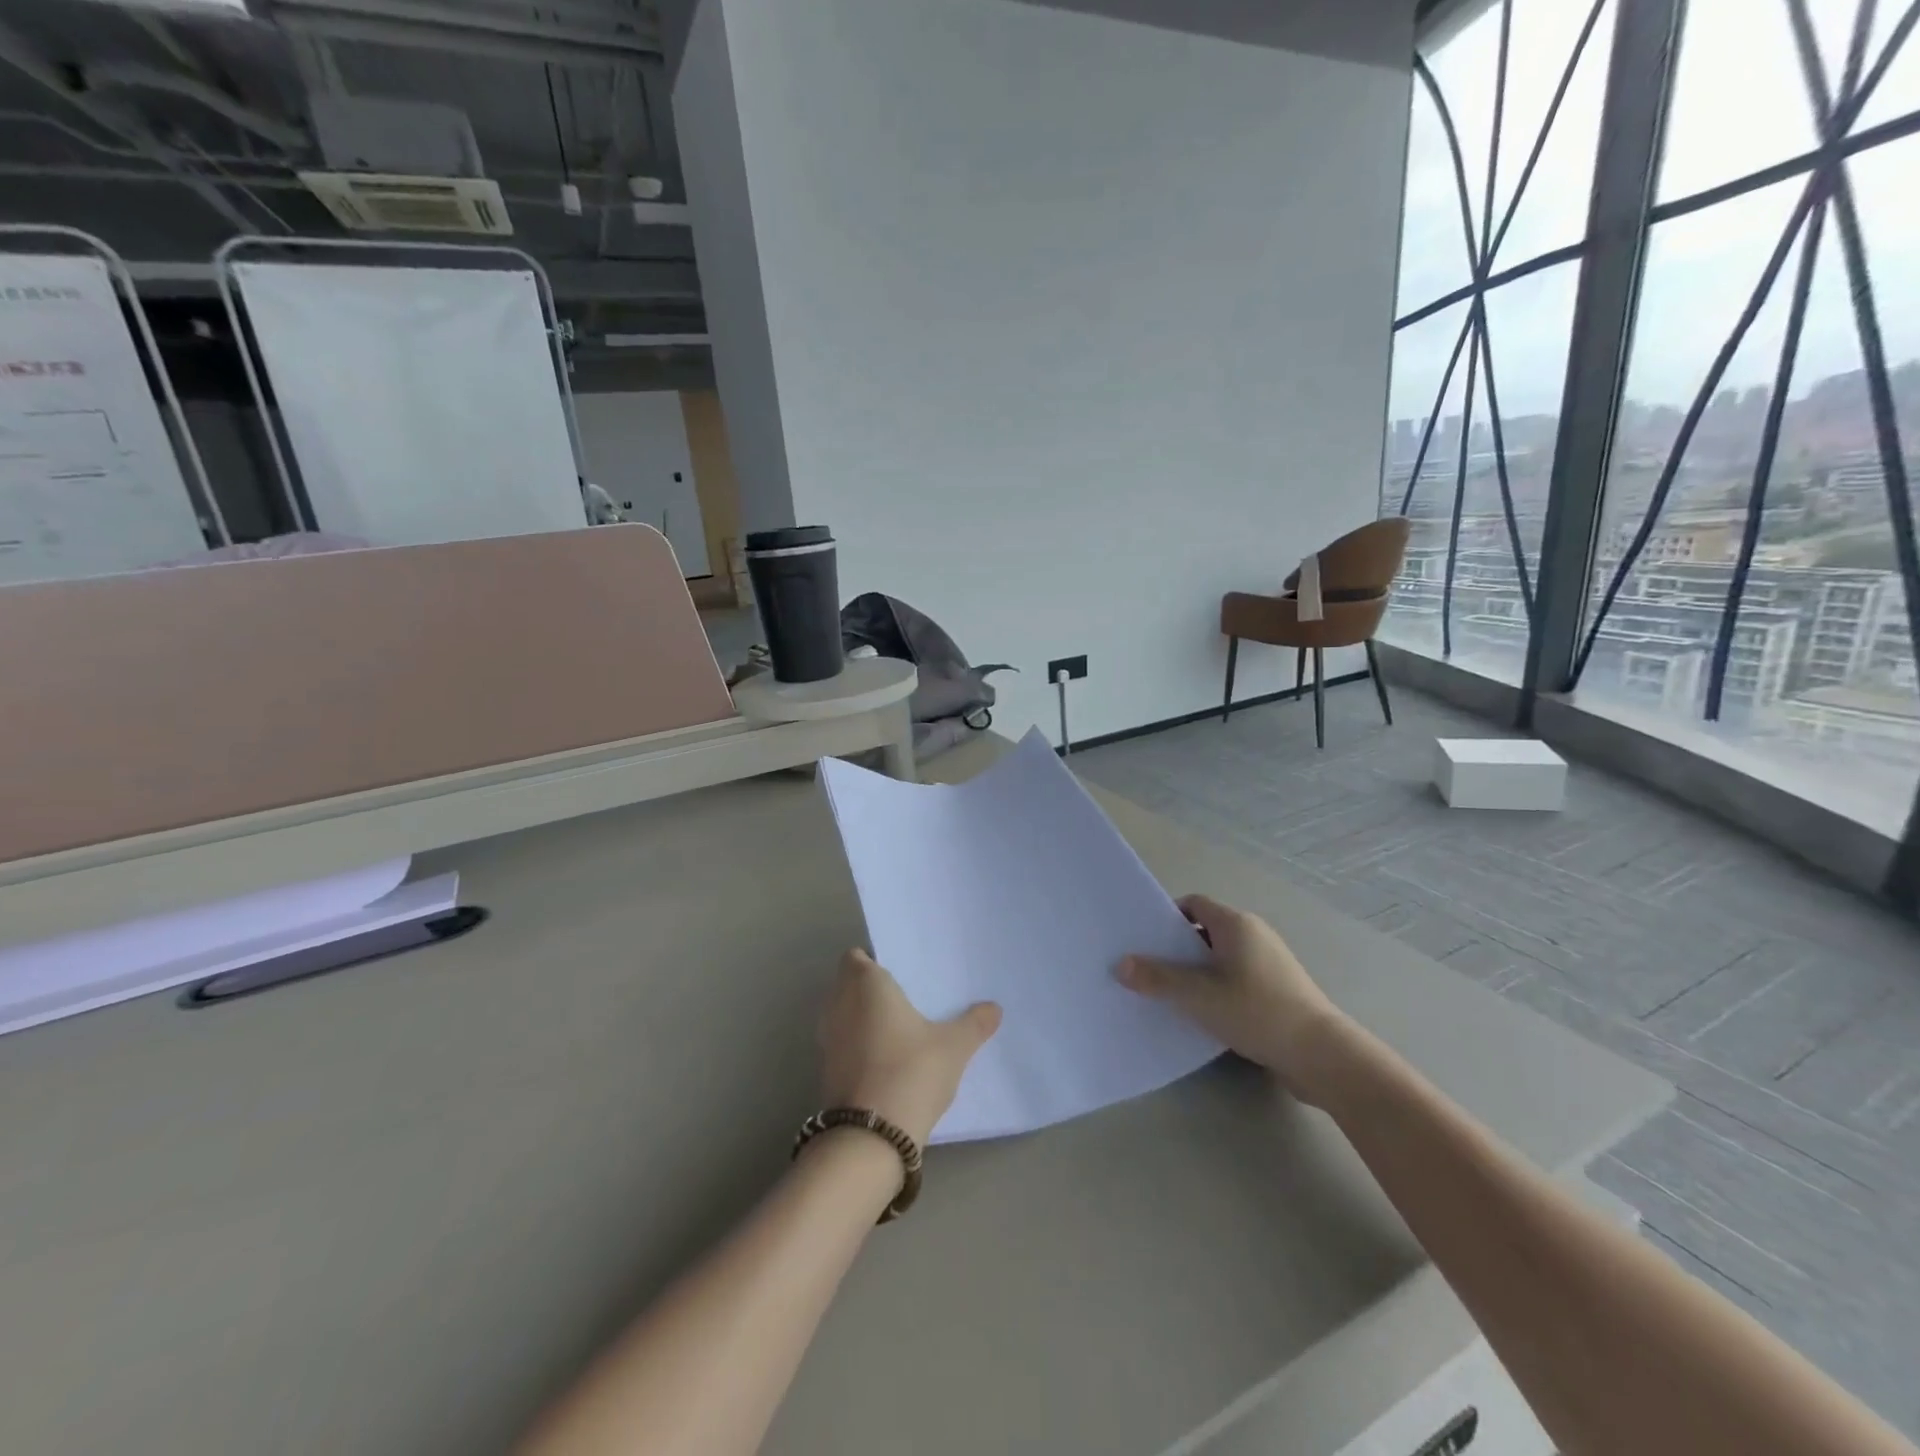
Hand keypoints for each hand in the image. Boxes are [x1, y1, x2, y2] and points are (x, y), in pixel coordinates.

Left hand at [817, 949, 1002, 1146]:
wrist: (870, 1137)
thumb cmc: (910, 1071)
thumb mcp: (953, 1047)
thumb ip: (974, 1024)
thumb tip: (994, 1008)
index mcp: (865, 984)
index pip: (856, 957)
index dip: (874, 961)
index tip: (901, 974)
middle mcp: (838, 1004)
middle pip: (848, 984)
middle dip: (870, 990)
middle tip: (907, 1000)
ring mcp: (827, 1039)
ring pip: (843, 1015)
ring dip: (862, 1019)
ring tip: (900, 1030)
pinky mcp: (825, 1071)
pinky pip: (843, 1044)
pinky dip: (858, 1046)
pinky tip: (886, 1061)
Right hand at [1117, 894, 1347, 1103]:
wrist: (1321, 1055)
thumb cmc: (1256, 1011)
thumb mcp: (1198, 995)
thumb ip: (1157, 978)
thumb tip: (1120, 964)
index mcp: (1235, 924)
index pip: (1193, 904)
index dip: (1166, 918)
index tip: (1144, 941)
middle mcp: (1254, 935)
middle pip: (1204, 931)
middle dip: (1176, 949)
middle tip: (1148, 969)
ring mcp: (1269, 963)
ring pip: (1220, 958)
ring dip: (1196, 973)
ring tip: (1169, 995)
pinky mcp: (1278, 991)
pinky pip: (1236, 979)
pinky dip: (1216, 990)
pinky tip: (1203, 1014)